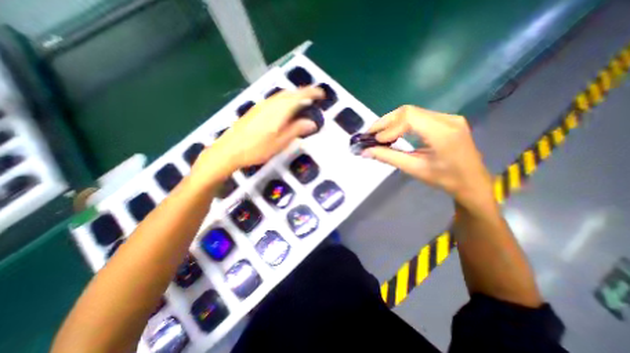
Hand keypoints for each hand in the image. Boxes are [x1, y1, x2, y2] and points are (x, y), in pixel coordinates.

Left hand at [192, 86, 320, 181]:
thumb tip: (311, 123)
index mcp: (279, 111)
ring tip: (303, 103)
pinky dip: (285, 100)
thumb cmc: (257, 149)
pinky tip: (286, 109)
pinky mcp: (256, 109)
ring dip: (294, 96)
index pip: (299, 96)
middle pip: (290, 92)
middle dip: (304, 92)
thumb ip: (296, 130)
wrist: (230, 150)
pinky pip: (275, 100)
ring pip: (282, 95)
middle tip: (314, 98)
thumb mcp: (280, 142)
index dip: (311, 93)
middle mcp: (271, 104)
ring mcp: (262, 105)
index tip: (321, 94)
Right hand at [364, 105, 496, 209]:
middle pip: (408, 111)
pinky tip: (393, 132)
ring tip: (378, 133)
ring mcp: (448, 117)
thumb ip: (388, 157)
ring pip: (412, 112)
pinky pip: (418, 116)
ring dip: (392, 121)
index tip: (375, 141)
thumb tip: (365, 152)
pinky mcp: (446, 120)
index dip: (388, 127)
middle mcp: (447, 119)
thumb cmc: (444, 179)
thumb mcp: (414, 169)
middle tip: (370, 134)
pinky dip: (401, 123)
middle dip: (385, 121)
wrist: (472, 181)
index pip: (409, 118)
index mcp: (443, 133)